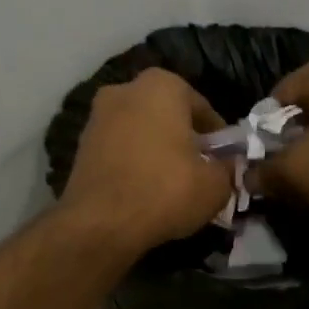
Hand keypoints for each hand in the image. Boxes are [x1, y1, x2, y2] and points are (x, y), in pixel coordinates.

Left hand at [59, 68, 234, 257]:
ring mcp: (97, 117)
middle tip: (199, 170)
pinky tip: (145, 191)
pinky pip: (120, 151)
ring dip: (157, 152)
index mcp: (162, 85)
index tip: (224, 161)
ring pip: (141, 132)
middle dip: (184, 139)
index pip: (202, 108)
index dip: (218, 138)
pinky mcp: (81, 146)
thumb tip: (227, 167)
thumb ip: (227, 169)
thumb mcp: (216, 185)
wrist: (101, 223)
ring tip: (172, 184)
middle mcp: (125, 90)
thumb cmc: (166, 191)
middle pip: (167, 116)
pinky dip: (134, 165)